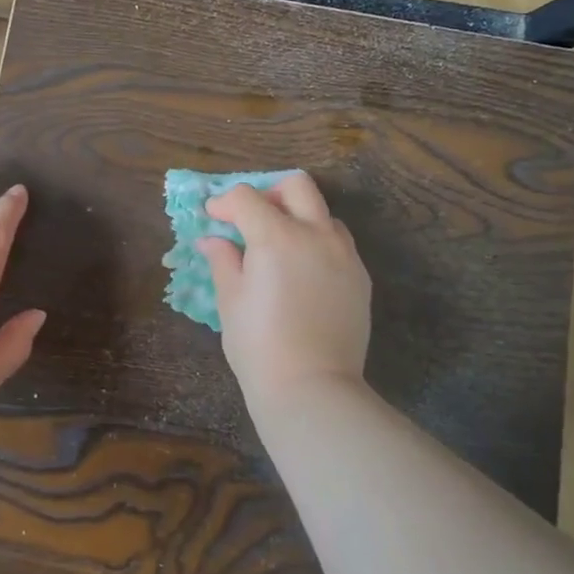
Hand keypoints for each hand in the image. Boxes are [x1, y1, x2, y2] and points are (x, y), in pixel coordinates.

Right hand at [196, 172, 371, 406]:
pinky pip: (339, 244)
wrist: (312, 387)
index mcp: (277, 237)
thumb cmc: (258, 345)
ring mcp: (344, 255)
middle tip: (251, 218)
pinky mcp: (360, 277)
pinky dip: (317, 243)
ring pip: (323, 214)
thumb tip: (213, 240)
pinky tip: (302, 273)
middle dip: (269, 192)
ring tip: (279, 247)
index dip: (224, 203)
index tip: (213, 218)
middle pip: (297, 186)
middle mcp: (316, 235)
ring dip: (298, 217)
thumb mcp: (230, 300)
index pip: (247, 197)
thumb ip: (223, 260)